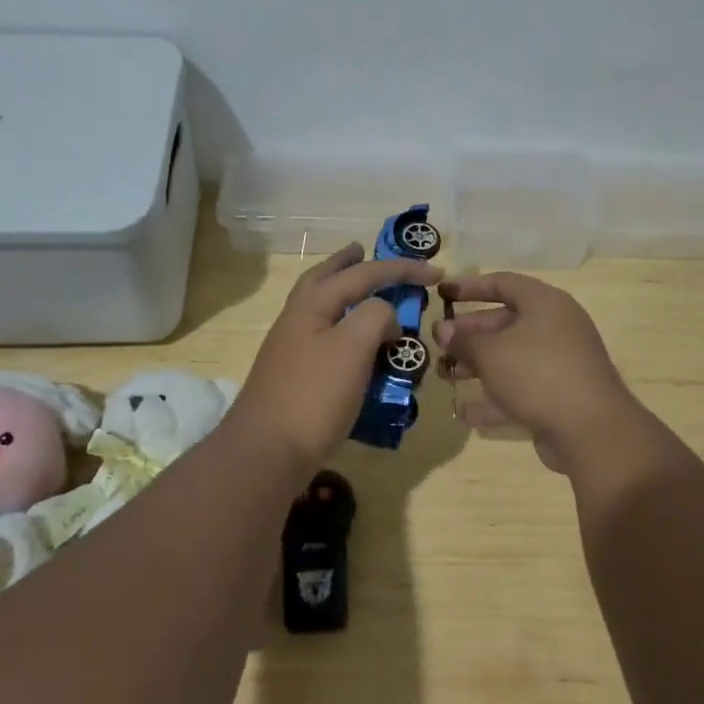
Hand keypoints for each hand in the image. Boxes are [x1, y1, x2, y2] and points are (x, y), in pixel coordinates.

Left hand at [225, 242, 441, 469]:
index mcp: (311, 306)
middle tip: (362, 250)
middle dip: (345, 264)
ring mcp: (292, 351)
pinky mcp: (295, 379)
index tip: (436, 273)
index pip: (362, 274)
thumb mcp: (352, 347)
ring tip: (366, 296)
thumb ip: (375, 317)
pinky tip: (356, 348)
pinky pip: (325, 342)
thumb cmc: (313, 395)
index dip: (401, 270)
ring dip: (344, 296)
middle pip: (323, 280)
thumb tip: (385, 317)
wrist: (267, 453)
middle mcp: (297, 321)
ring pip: (322, 311)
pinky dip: (344, 332)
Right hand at [436, 272, 642, 472]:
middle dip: (469, 334)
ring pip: (510, 358)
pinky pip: (520, 390)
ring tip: (443, 375)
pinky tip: (465, 413)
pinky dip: (494, 399)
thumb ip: (463, 339)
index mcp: (545, 304)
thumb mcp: (491, 352)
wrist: (591, 430)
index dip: (470, 287)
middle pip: (504, 322)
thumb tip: (442, 329)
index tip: (441, 294)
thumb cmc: (537, 374)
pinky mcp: (558, 396)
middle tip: (437, 344)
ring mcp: (559, 364)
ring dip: (476, 366)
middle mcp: (555, 328)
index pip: (503, 283)